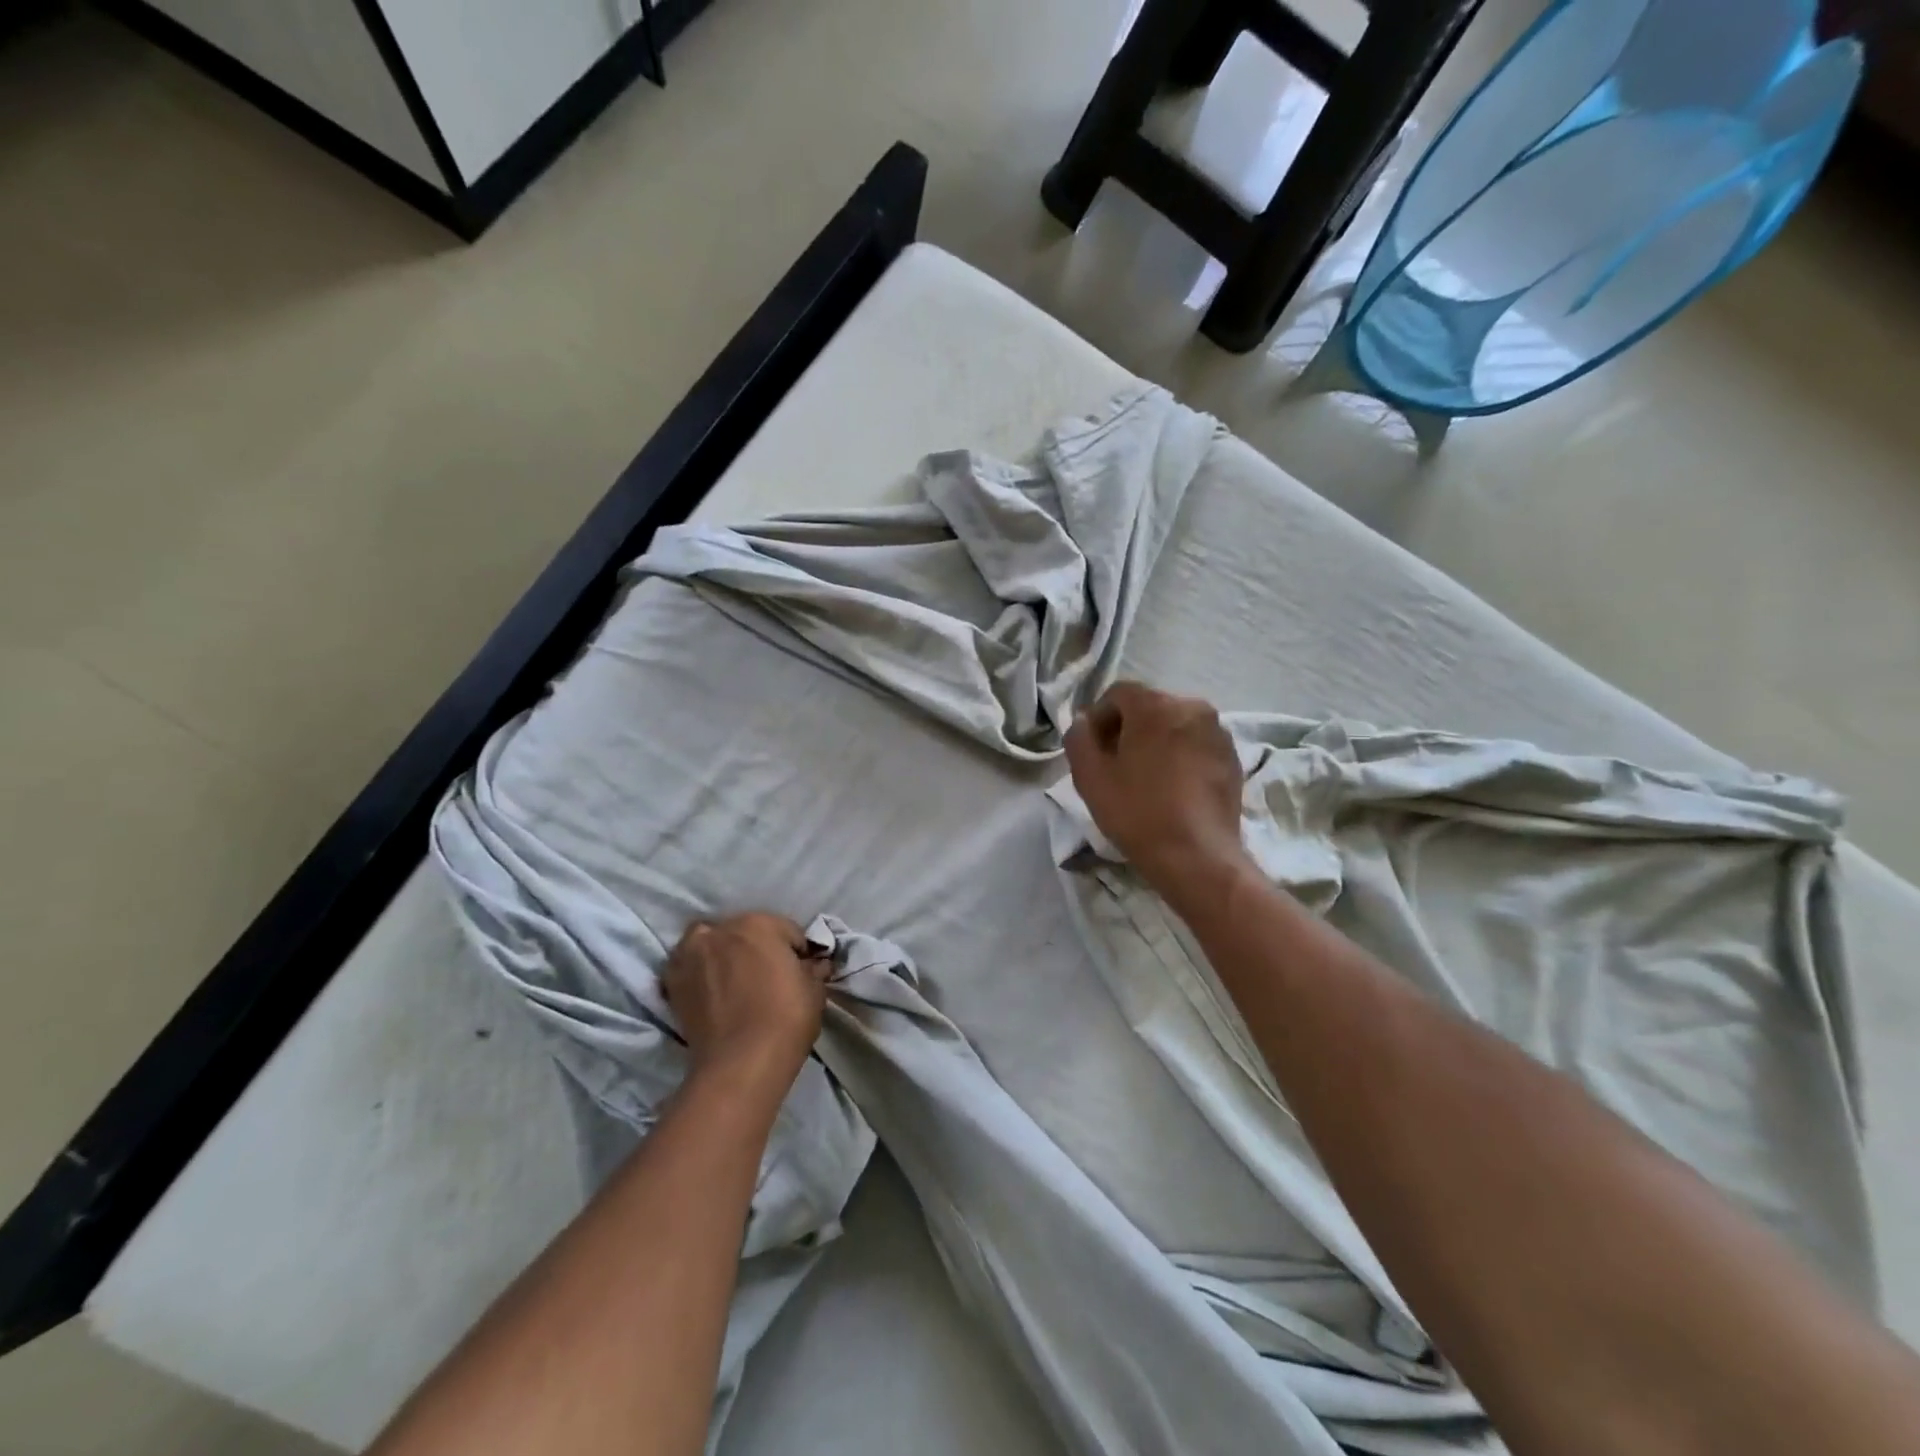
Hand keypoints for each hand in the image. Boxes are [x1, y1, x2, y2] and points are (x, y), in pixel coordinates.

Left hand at [664, 913, 829, 1096]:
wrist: (740, 1064)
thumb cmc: (785, 1019)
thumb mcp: (814, 991)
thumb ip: (812, 969)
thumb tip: (814, 965)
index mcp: (760, 924)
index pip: (787, 931)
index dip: (797, 952)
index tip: (800, 972)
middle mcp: (722, 930)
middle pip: (745, 932)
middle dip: (757, 948)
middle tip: (767, 977)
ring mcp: (692, 954)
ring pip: (709, 940)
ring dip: (721, 951)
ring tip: (732, 979)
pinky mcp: (672, 981)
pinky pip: (687, 965)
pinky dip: (697, 970)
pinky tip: (709, 989)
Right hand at [1064, 682, 1248, 906]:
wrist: (1196, 856)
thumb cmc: (1137, 812)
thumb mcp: (1090, 776)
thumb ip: (1078, 738)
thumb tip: (1084, 722)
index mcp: (1156, 705)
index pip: (1118, 693)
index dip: (1099, 718)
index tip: (1092, 750)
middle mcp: (1192, 707)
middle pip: (1149, 707)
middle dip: (1128, 729)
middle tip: (1115, 765)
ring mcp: (1217, 732)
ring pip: (1175, 726)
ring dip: (1156, 742)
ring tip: (1145, 779)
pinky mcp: (1233, 758)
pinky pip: (1196, 745)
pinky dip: (1180, 756)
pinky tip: (1172, 789)